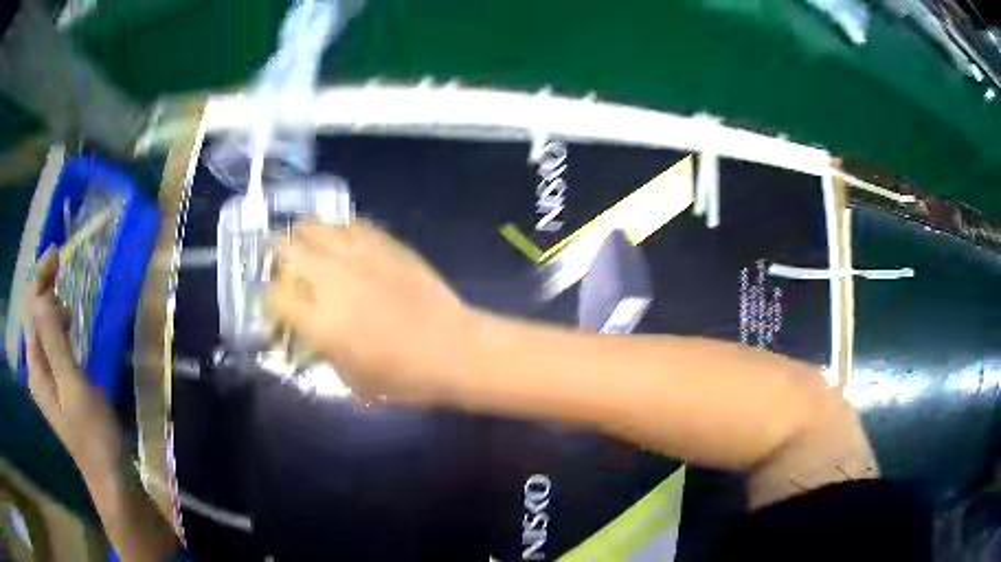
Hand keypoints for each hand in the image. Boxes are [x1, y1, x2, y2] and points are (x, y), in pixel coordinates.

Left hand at [24, 248, 124, 480]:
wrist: (110, 475)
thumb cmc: (92, 433)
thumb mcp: (73, 386)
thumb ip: (55, 342)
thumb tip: (42, 295)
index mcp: (35, 368)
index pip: (30, 310)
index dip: (39, 279)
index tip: (56, 253)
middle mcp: (36, 369)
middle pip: (34, 316)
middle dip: (43, 287)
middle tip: (62, 266)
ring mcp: (47, 378)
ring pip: (42, 329)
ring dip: (50, 305)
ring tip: (67, 298)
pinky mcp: (59, 383)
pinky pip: (52, 343)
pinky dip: (57, 325)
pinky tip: (69, 326)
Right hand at [267, 220, 474, 403]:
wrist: (453, 349)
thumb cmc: (404, 377)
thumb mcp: (352, 380)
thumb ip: (323, 352)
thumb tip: (311, 332)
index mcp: (320, 322)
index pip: (274, 296)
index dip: (267, 296)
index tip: (271, 298)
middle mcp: (331, 281)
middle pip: (288, 250)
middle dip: (276, 251)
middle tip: (277, 255)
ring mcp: (359, 257)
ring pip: (317, 227)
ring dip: (303, 231)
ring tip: (302, 236)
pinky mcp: (386, 244)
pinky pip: (353, 224)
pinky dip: (339, 227)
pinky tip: (341, 234)